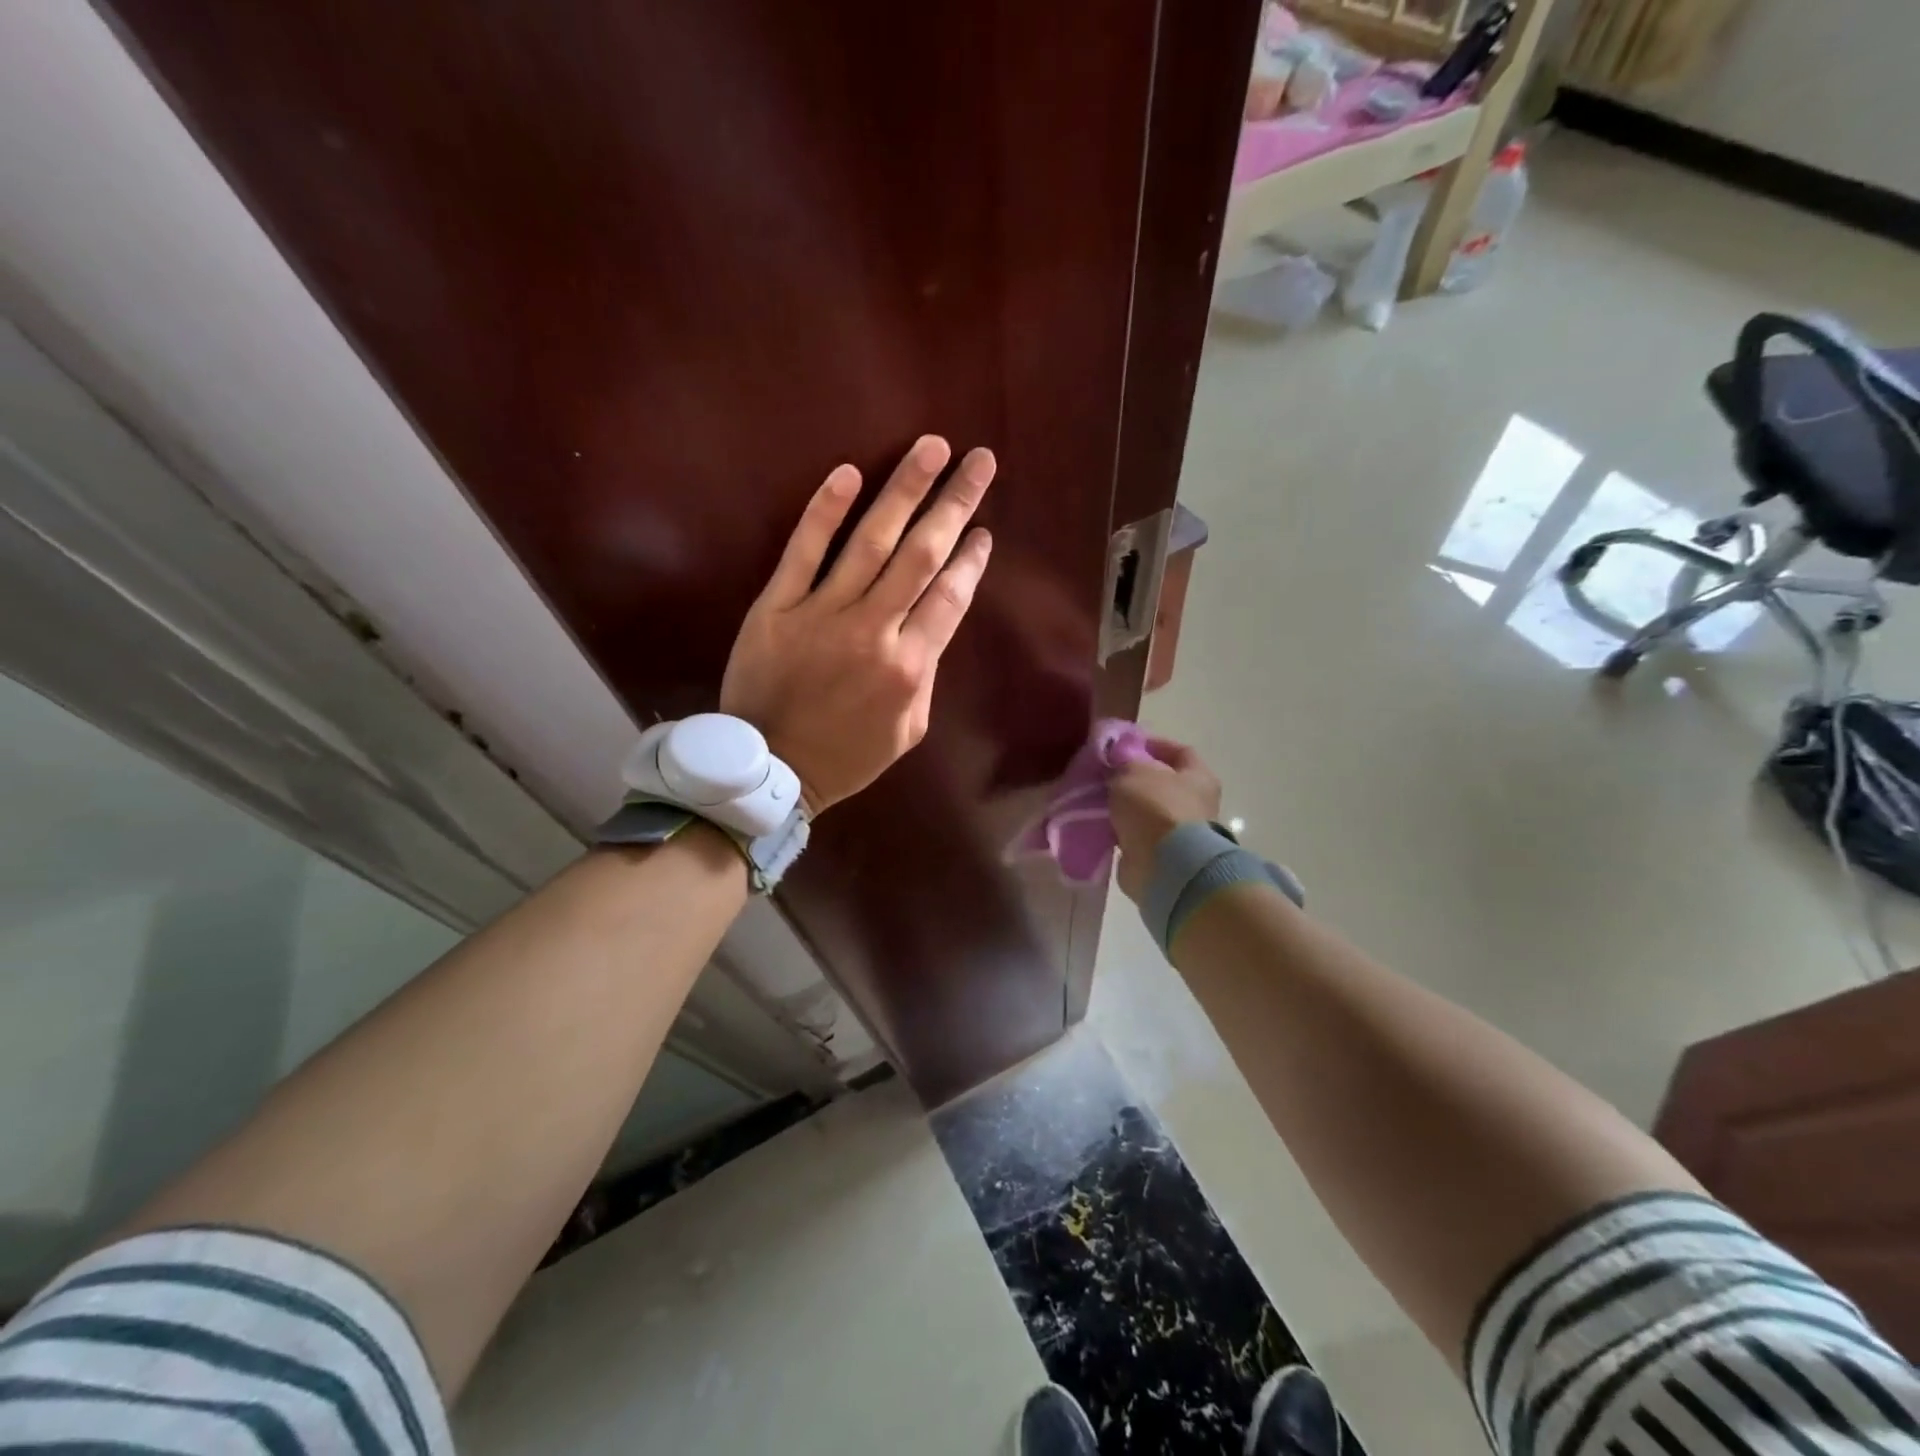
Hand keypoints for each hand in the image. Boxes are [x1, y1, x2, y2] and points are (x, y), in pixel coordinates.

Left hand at [721, 436, 995, 814]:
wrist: (773, 770)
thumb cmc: (846, 756)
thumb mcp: (908, 730)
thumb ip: (925, 676)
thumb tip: (931, 628)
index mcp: (910, 666)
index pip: (950, 597)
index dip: (971, 559)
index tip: (983, 528)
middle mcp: (874, 631)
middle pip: (921, 555)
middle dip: (954, 503)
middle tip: (979, 460)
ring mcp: (822, 614)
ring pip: (871, 542)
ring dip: (904, 490)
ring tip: (932, 448)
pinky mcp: (776, 608)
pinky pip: (803, 552)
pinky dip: (824, 511)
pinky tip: (848, 473)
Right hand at [1111, 739, 1222, 902]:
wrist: (1165, 866)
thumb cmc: (1155, 808)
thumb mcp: (1133, 771)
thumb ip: (1123, 761)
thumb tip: (1118, 762)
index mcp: (1198, 777)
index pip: (1179, 751)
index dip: (1152, 744)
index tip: (1122, 746)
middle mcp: (1194, 804)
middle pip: (1160, 783)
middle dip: (1131, 778)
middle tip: (1103, 774)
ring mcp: (1178, 833)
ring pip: (1145, 811)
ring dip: (1122, 806)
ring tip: (1094, 800)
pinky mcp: (1159, 855)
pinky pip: (1134, 836)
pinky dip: (1117, 831)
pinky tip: (1096, 824)